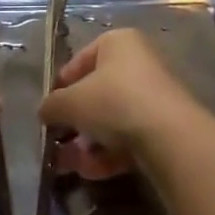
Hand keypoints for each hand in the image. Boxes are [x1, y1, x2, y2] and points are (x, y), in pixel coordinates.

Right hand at [39, 30, 205, 180]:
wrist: (170, 136)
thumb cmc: (113, 101)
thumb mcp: (70, 102)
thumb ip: (52, 106)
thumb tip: (45, 112)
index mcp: (117, 42)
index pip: (79, 61)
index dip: (61, 87)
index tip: (49, 111)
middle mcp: (138, 62)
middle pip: (96, 93)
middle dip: (74, 122)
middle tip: (58, 143)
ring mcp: (154, 95)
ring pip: (111, 119)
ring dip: (87, 144)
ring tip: (70, 165)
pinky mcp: (164, 126)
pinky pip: (129, 136)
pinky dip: (109, 153)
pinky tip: (92, 172)